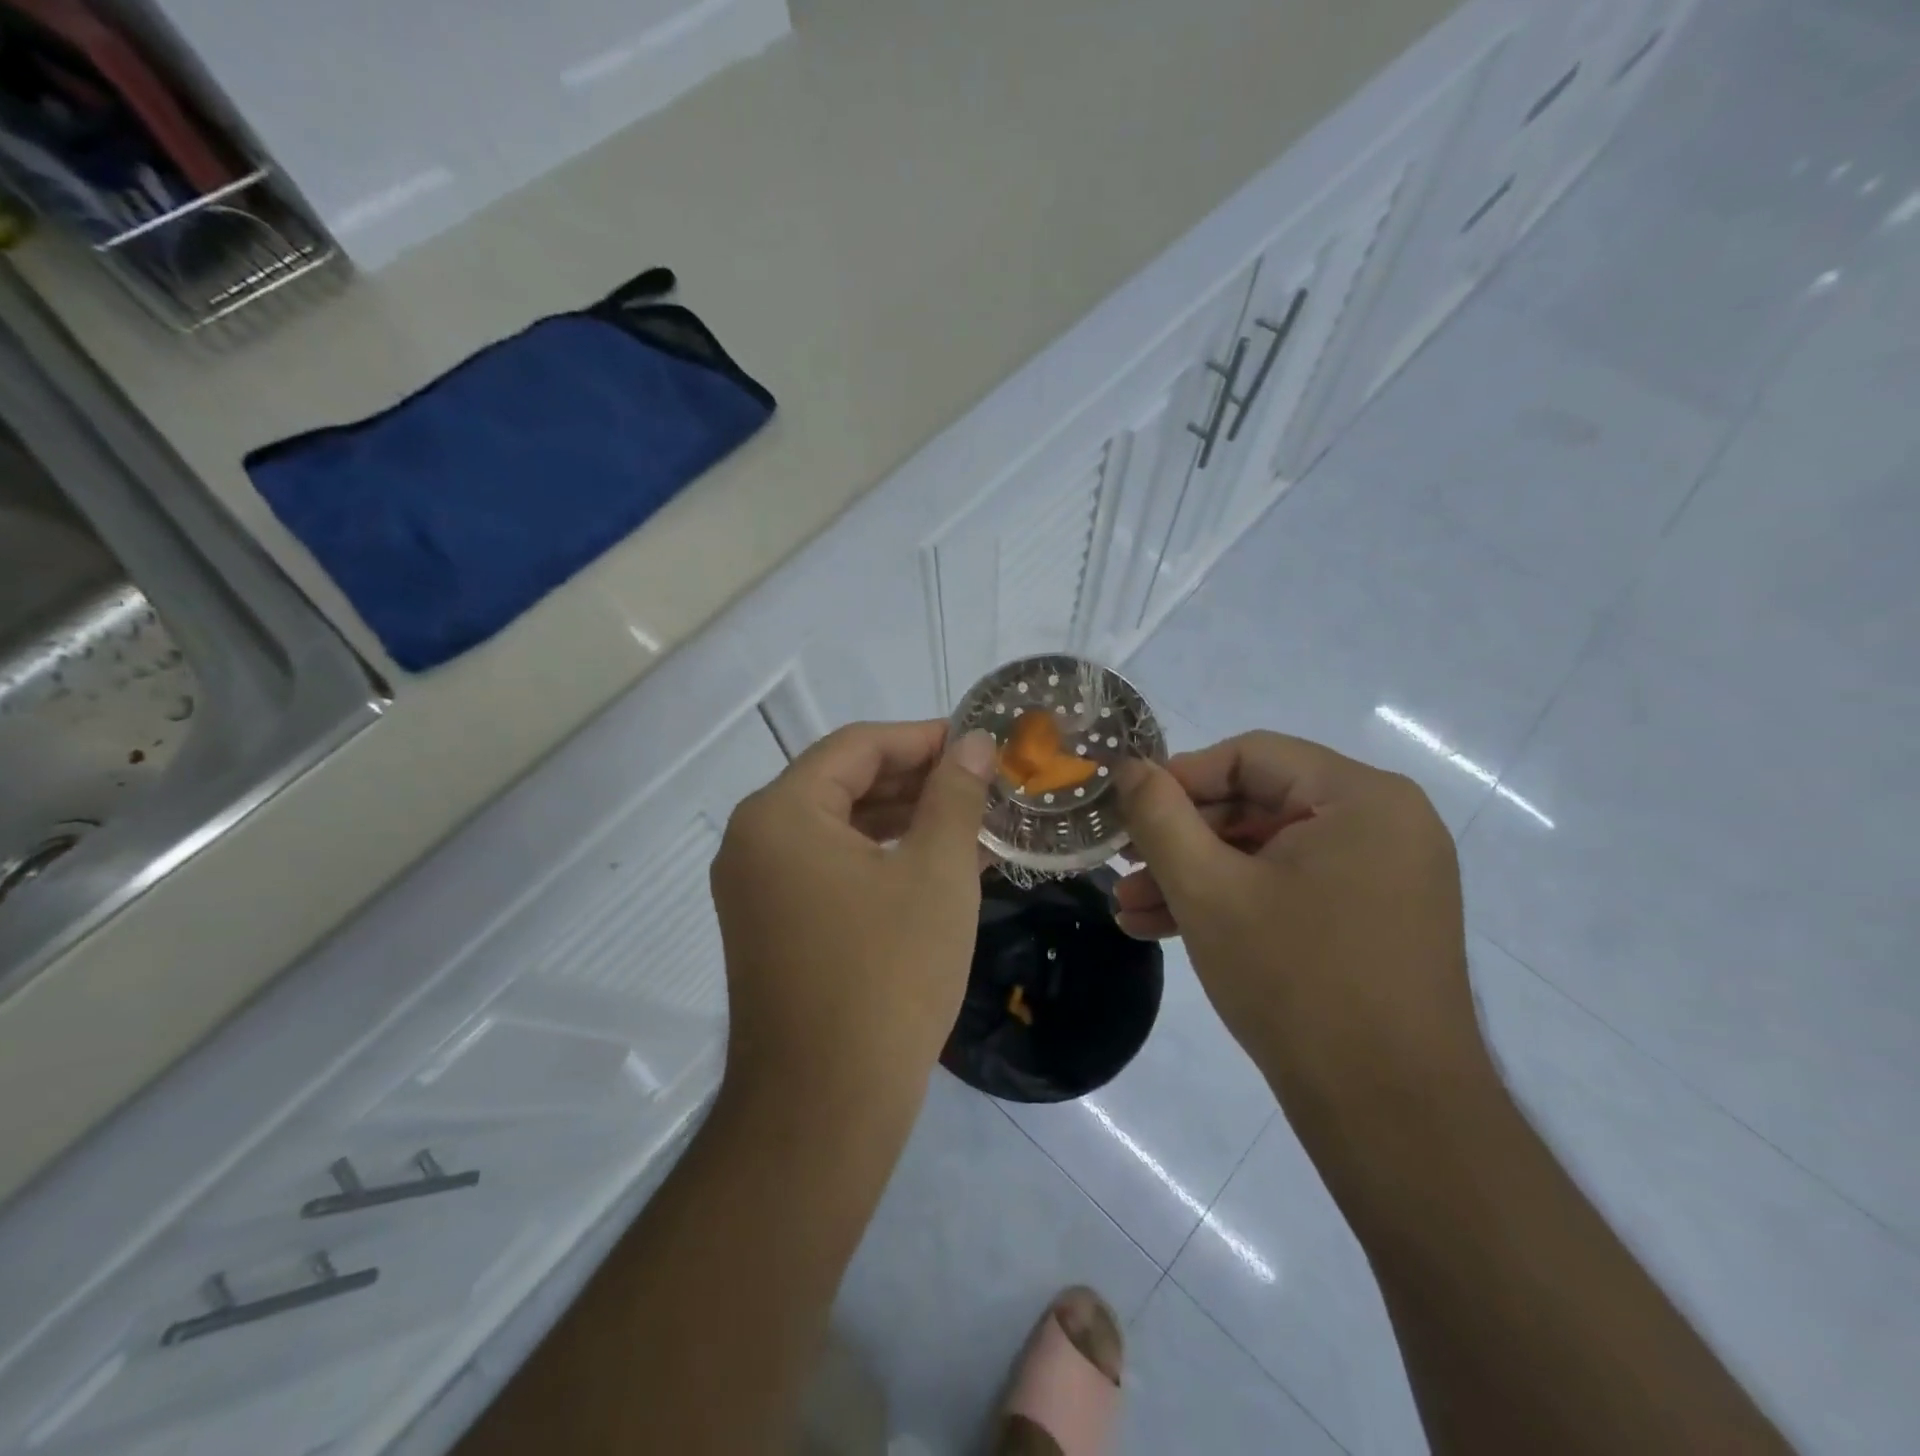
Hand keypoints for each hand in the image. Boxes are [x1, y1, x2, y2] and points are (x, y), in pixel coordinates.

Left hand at [710, 720, 996, 1115]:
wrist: (825, 1107)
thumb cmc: (887, 975)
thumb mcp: (936, 872)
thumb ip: (955, 795)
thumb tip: (976, 743)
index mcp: (780, 814)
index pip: (857, 746)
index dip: (923, 737)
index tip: (978, 743)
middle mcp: (754, 841)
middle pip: (844, 784)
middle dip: (917, 779)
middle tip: (982, 782)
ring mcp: (758, 889)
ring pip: (839, 829)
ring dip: (904, 820)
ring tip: (971, 820)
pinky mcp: (772, 927)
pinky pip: (831, 869)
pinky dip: (881, 859)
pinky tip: (935, 865)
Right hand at [1114, 732, 1491, 1129]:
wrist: (1392, 1116)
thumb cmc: (1296, 981)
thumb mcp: (1208, 889)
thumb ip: (1160, 816)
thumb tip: (1129, 766)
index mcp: (1360, 797)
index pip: (1249, 757)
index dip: (1178, 780)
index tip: (1127, 813)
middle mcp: (1384, 823)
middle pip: (1257, 804)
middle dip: (1181, 840)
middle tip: (1123, 866)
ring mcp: (1384, 876)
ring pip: (1268, 853)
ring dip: (1197, 876)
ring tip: (1131, 908)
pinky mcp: (1374, 920)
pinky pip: (1292, 888)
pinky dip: (1235, 903)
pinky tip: (1170, 930)